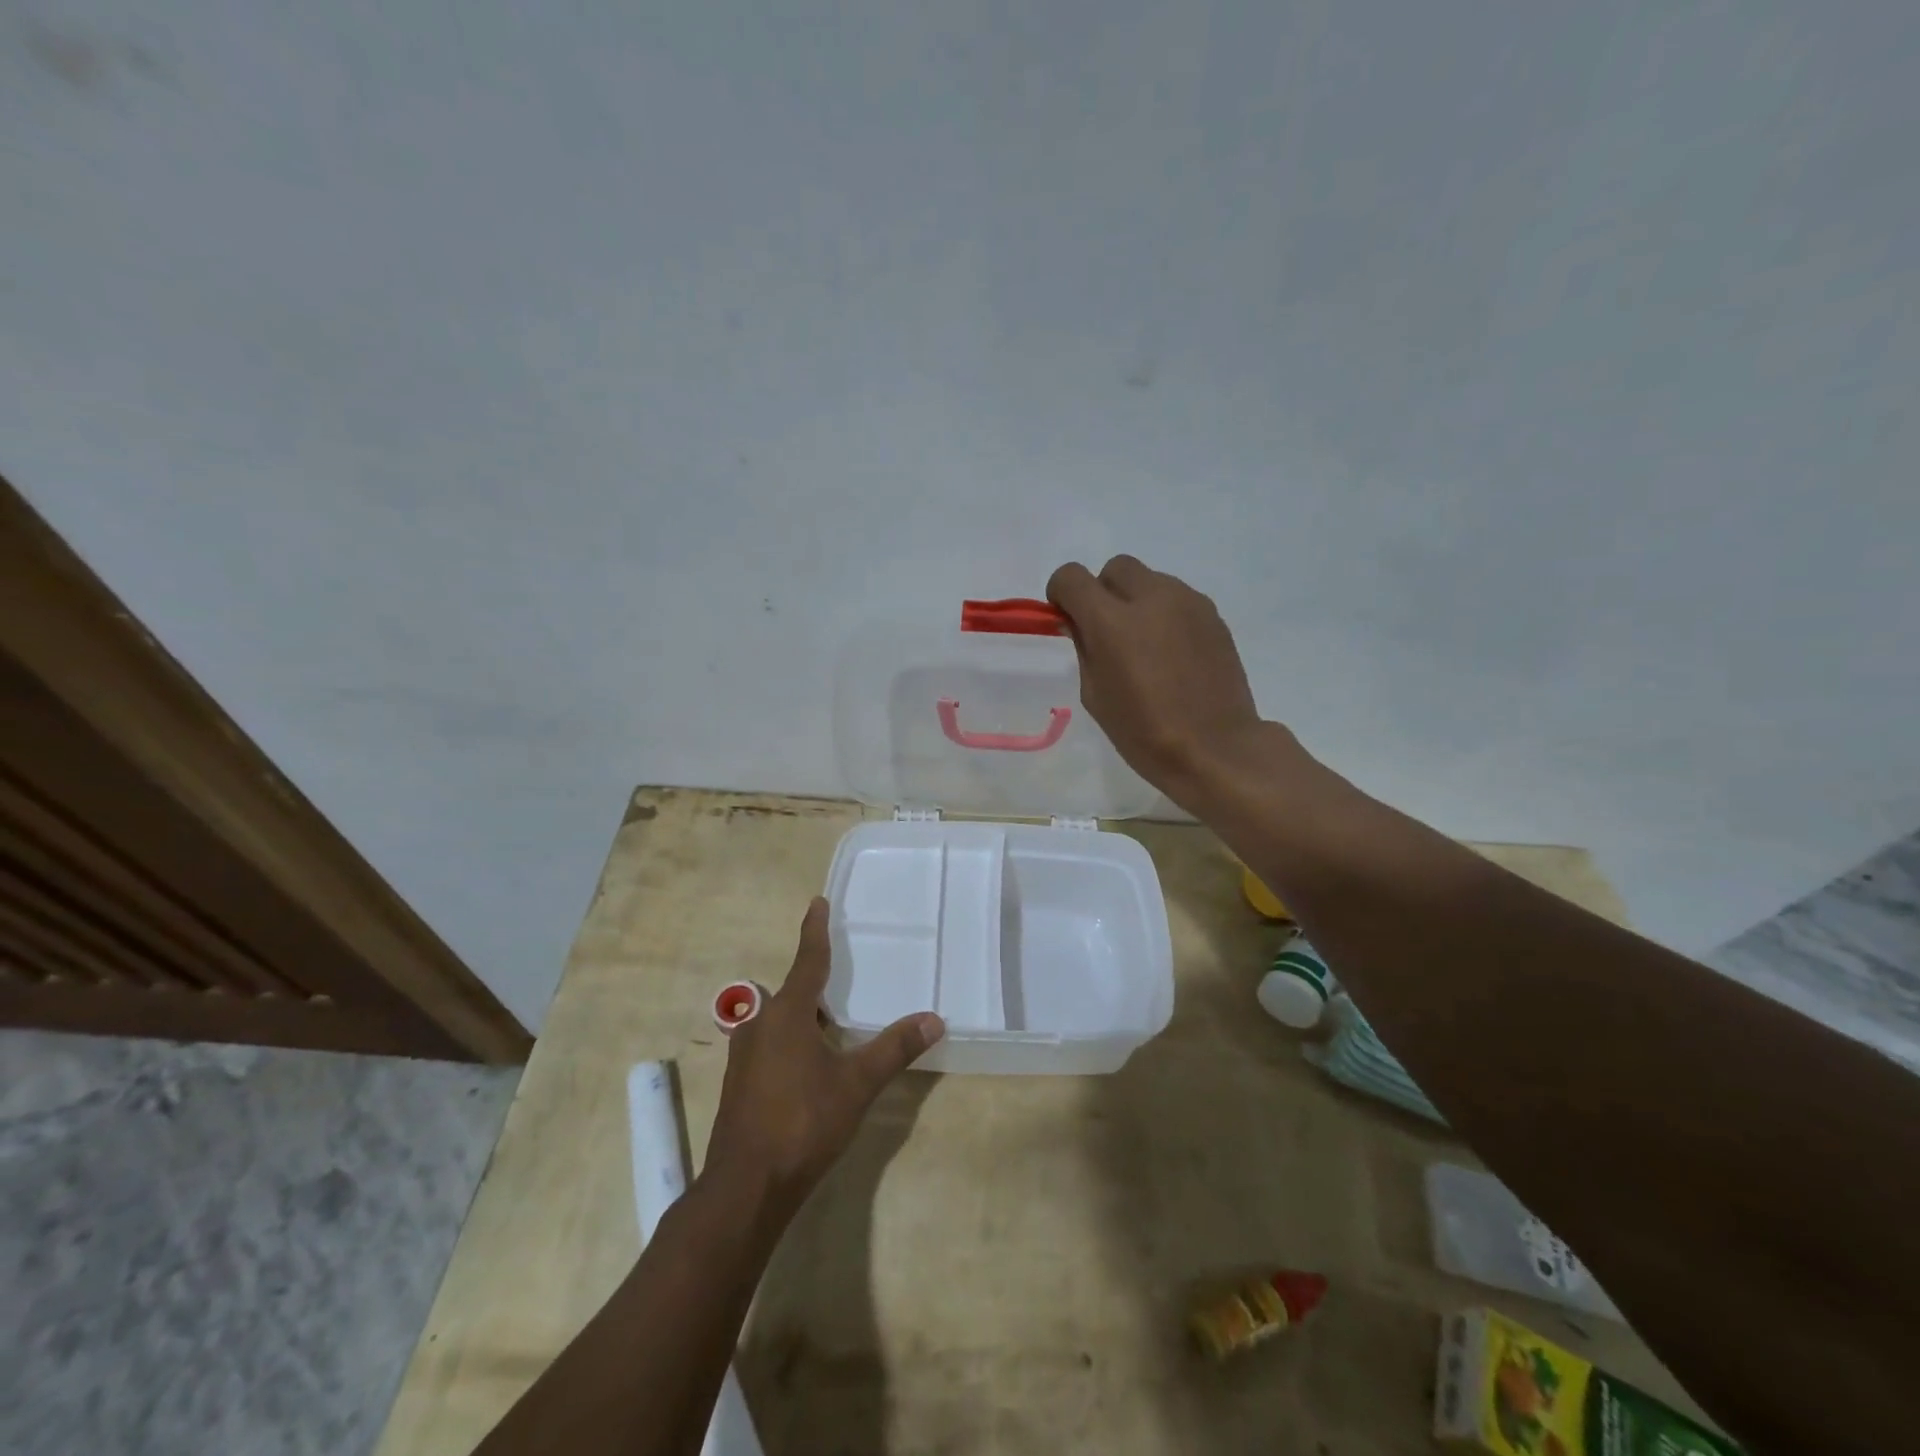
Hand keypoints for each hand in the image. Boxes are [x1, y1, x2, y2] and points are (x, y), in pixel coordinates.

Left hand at [703, 898, 943, 1216]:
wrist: (746, 1187)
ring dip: (801, 1014)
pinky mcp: (739, 1084)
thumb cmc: (803, 1122)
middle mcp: (759, 1025)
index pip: (807, 960)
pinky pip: (768, 1044)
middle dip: (813, 981)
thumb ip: (894, 1048)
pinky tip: (809, 1063)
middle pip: (790, 991)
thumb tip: (934, 1019)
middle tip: (840, 975)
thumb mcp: (857, 1083)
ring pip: (776, 1020)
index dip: (815, 930)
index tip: (817, 902)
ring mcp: (743, 1056)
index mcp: (786, 1014)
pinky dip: (790, 1039)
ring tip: (830, 1021)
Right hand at [1047, 555, 1277, 805]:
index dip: (1062, 594)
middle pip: (1115, 568)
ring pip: (1150, 580)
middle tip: (1108, 632)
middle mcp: (1150, 598)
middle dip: (1103, 592)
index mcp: (1111, 620)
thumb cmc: (1143, 732)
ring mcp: (1187, 602)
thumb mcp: (1095, 694)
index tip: (1068, 619)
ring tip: (1145, 646)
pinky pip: (1177, 599)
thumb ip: (1084, 648)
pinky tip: (1172, 655)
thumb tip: (1081, 624)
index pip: (1071, 577)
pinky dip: (1164, 615)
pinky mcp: (1212, 614)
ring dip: (1137, 602)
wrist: (1214, 748)